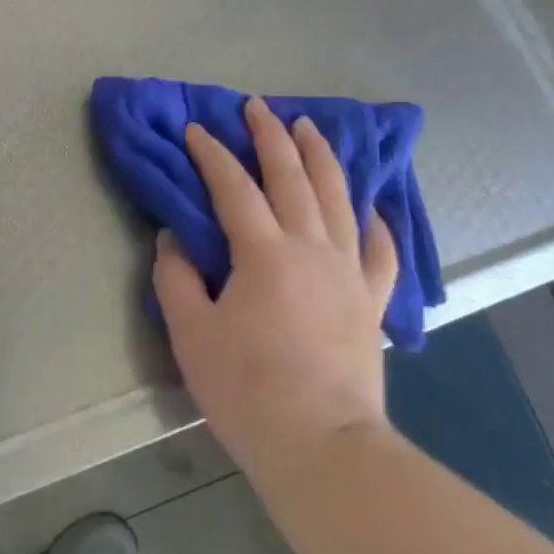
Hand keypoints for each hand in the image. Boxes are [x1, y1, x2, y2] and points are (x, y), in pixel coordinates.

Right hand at [153, 97, 398, 482]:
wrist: (322, 446)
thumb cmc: (248, 390)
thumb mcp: (191, 333)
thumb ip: (177, 277)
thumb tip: (174, 238)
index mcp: (264, 253)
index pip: (233, 187)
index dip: (212, 154)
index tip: (196, 130)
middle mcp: (311, 248)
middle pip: (292, 177)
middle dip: (272, 137)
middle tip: (258, 106)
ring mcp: (348, 272)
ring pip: (338, 198)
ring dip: (321, 158)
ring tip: (310, 128)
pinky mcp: (371, 300)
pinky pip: (380, 251)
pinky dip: (376, 222)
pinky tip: (372, 206)